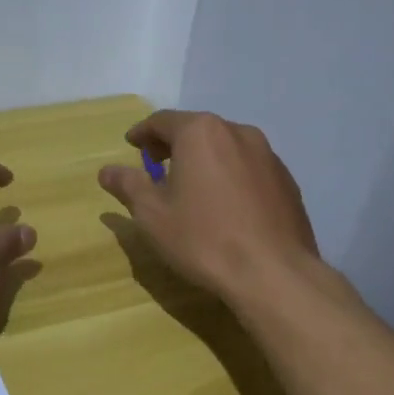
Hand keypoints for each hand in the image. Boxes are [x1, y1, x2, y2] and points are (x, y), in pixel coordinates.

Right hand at [98, 110, 319, 302]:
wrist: (273, 273)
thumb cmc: (203, 238)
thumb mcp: (152, 214)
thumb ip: (128, 185)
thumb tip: (106, 171)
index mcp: (200, 132)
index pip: (162, 121)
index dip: (142, 133)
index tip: (131, 145)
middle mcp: (237, 132)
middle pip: (197, 129)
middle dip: (173, 144)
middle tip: (155, 166)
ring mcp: (268, 155)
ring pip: (226, 147)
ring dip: (204, 159)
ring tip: (191, 186)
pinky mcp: (286, 180)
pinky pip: (248, 168)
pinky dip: (229, 176)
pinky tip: (224, 205)